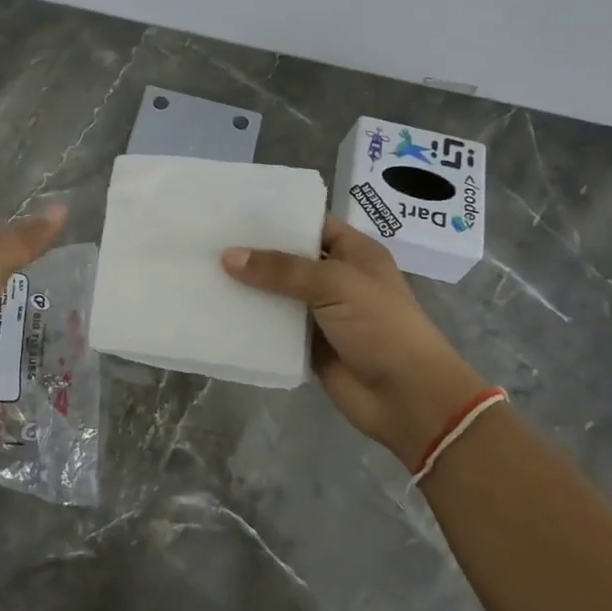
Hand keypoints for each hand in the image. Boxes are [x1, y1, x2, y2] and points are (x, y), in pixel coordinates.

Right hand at [222, 218, 488, 465]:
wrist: (408, 398)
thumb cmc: (381, 327)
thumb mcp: (335, 284)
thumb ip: (281, 269)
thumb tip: (228, 256)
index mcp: (355, 253)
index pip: (311, 224)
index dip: (278, 218)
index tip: (235, 212)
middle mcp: (337, 278)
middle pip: (290, 259)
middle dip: (255, 252)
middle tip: (209, 238)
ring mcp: (322, 313)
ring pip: (278, 293)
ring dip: (248, 287)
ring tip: (203, 269)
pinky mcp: (308, 345)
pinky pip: (274, 327)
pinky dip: (252, 321)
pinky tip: (217, 309)